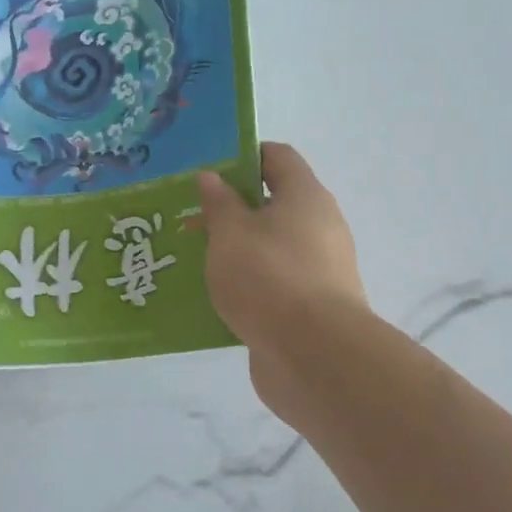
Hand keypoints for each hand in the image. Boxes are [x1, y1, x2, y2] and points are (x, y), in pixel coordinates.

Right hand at [197, 142, 367, 417]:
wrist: (313, 354)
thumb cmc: (268, 277)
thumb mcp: (231, 233)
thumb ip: (219, 203)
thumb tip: (213, 177)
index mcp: (305, 196)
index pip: (277, 157)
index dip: (243, 156)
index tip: (207, 170)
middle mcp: (320, 227)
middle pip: (274, 204)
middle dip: (233, 208)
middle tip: (191, 217)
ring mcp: (320, 270)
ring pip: (272, 248)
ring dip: (238, 250)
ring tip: (194, 259)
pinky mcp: (312, 307)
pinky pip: (274, 284)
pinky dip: (249, 285)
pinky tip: (215, 297)